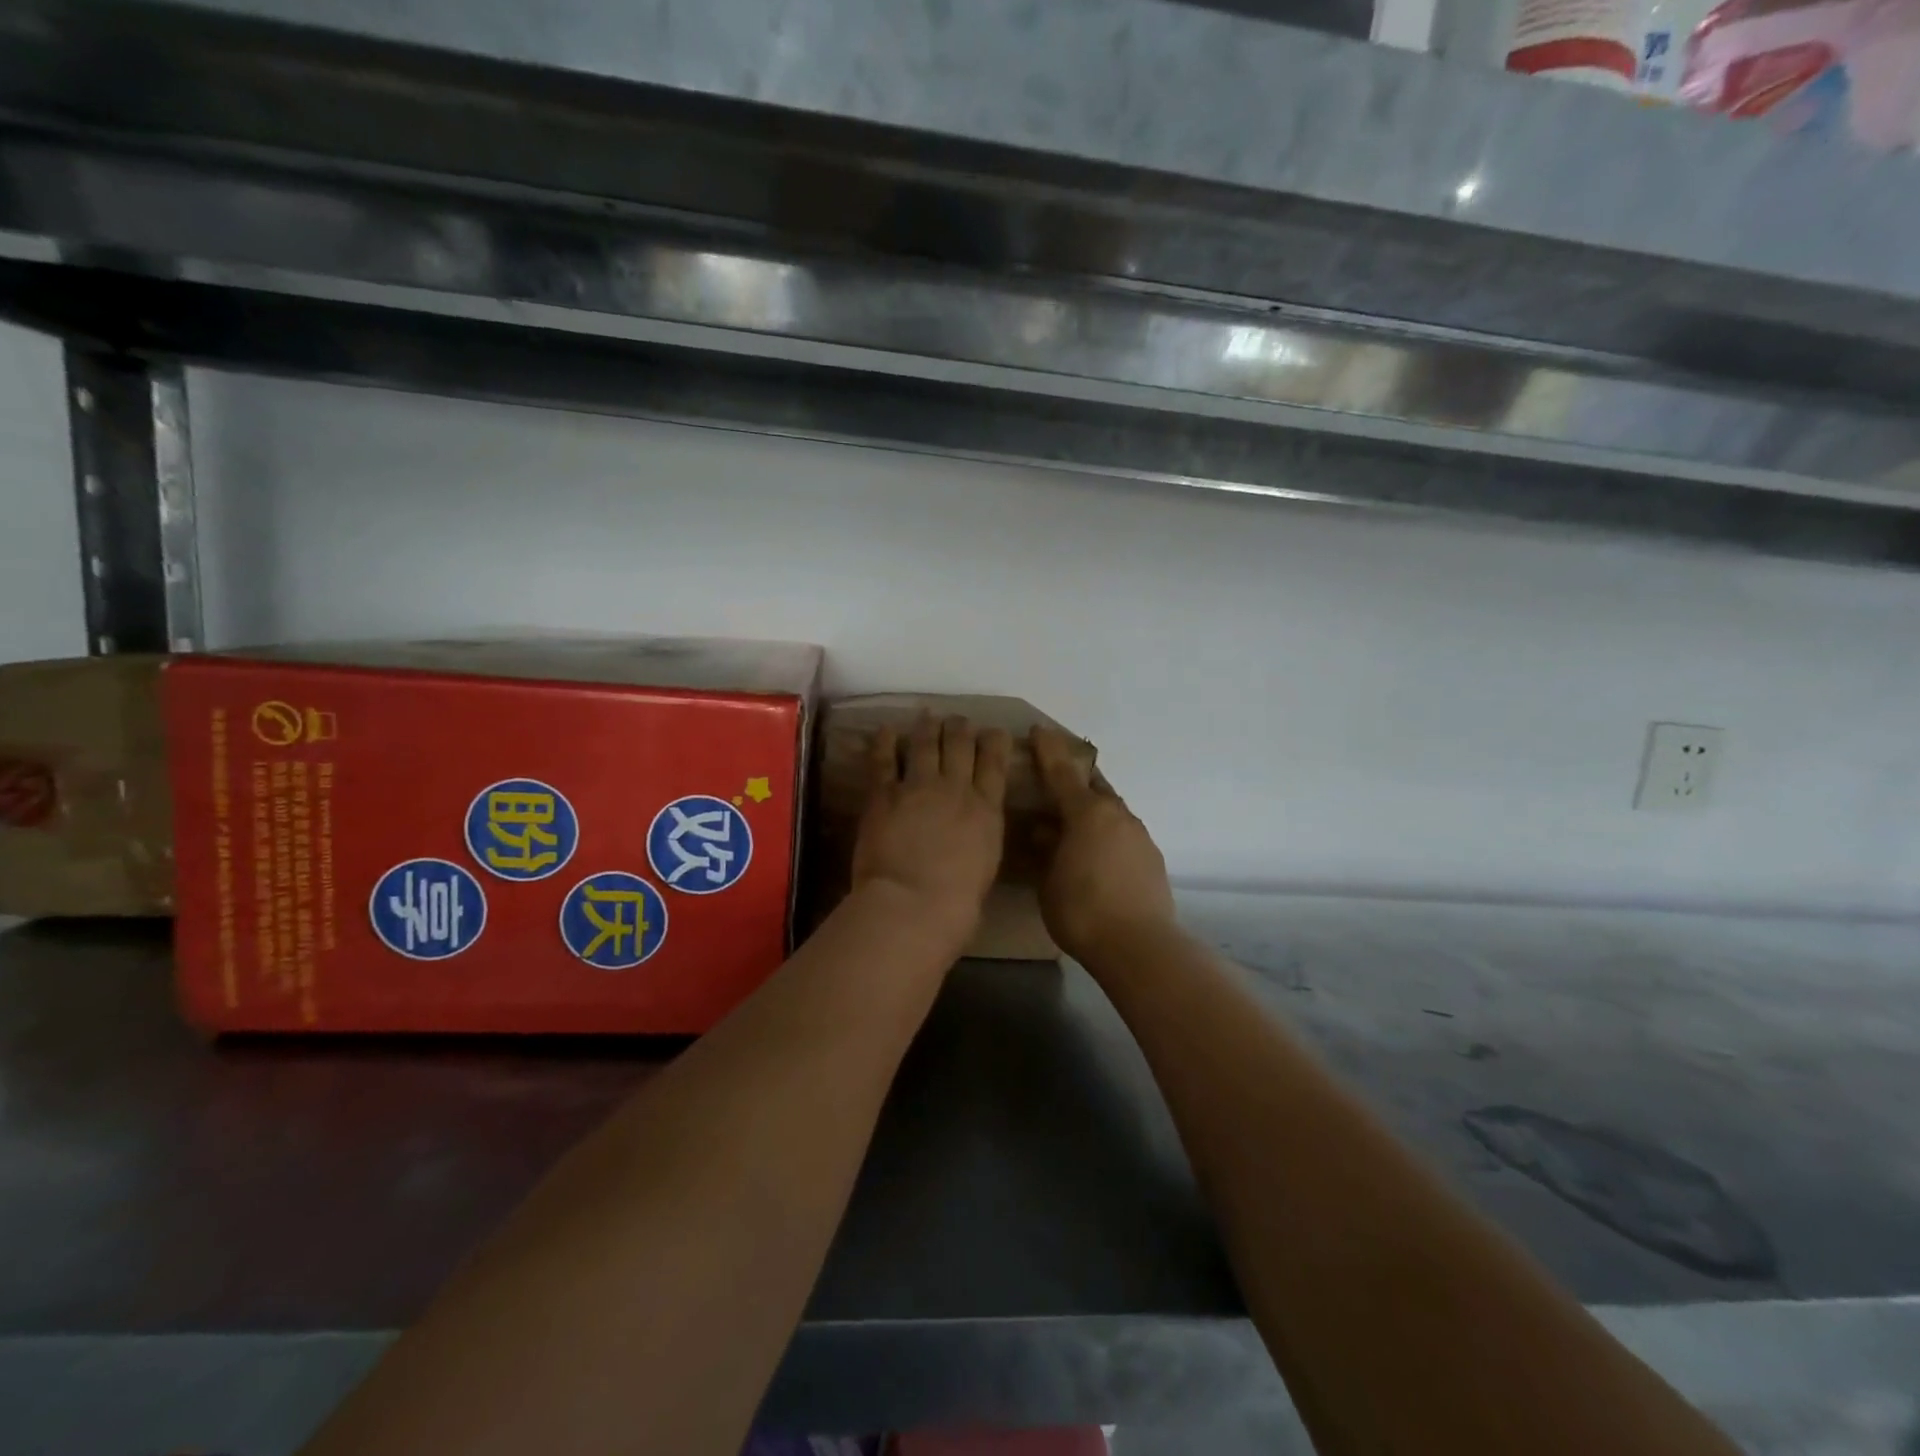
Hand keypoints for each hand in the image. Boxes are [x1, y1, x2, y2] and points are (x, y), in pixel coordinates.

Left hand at [852, 714, 1010, 945]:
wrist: (914, 905)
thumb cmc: (957, 904)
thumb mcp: (984, 867)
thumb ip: (980, 841)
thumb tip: (973, 838)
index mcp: (986, 811)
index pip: (994, 764)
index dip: (995, 741)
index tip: (994, 730)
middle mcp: (956, 789)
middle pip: (961, 744)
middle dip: (961, 727)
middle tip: (958, 720)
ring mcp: (919, 787)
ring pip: (926, 743)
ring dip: (928, 726)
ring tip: (928, 715)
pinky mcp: (885, 794)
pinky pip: (884, 760)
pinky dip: (884, 742)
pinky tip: (886, 730)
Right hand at [1031, 727, 1175, 962]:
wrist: (1138, 946)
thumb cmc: (1081, 910)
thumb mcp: (1048, 880)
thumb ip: (1046, 849)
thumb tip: (1045, 830)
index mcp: (1087, 813)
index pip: (1062, 772)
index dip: (1048, 750)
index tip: (1039, 730)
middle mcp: (1117, 815)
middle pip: (1094, 787)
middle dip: (1076, 781)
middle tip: (1056, 784)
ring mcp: (1139, 835)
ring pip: (1111, 811)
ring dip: (1093, 812)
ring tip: (1075, 829)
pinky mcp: (1152, 858)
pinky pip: (1123, 834)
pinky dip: (1108, 836)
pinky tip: (1098, 857)